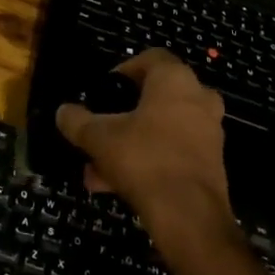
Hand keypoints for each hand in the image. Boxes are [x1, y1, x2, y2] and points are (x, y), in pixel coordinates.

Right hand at [55, 49, 232, 248]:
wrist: (190, 217)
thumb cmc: (144, 159)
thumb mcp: (98, 137)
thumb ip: (77, 121)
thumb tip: (63, 112)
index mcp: (174, 80)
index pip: (150, 58)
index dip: (124, 70)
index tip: (105, 91)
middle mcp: (198, 98)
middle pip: (154, 97)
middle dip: (123, 116)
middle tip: (99, 130)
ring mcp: (208, 132)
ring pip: (161, 129)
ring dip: (130, 144)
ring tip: (96, 170)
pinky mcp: (211, 163)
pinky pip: (172, 152)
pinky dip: (147, 162)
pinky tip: (115, 186)